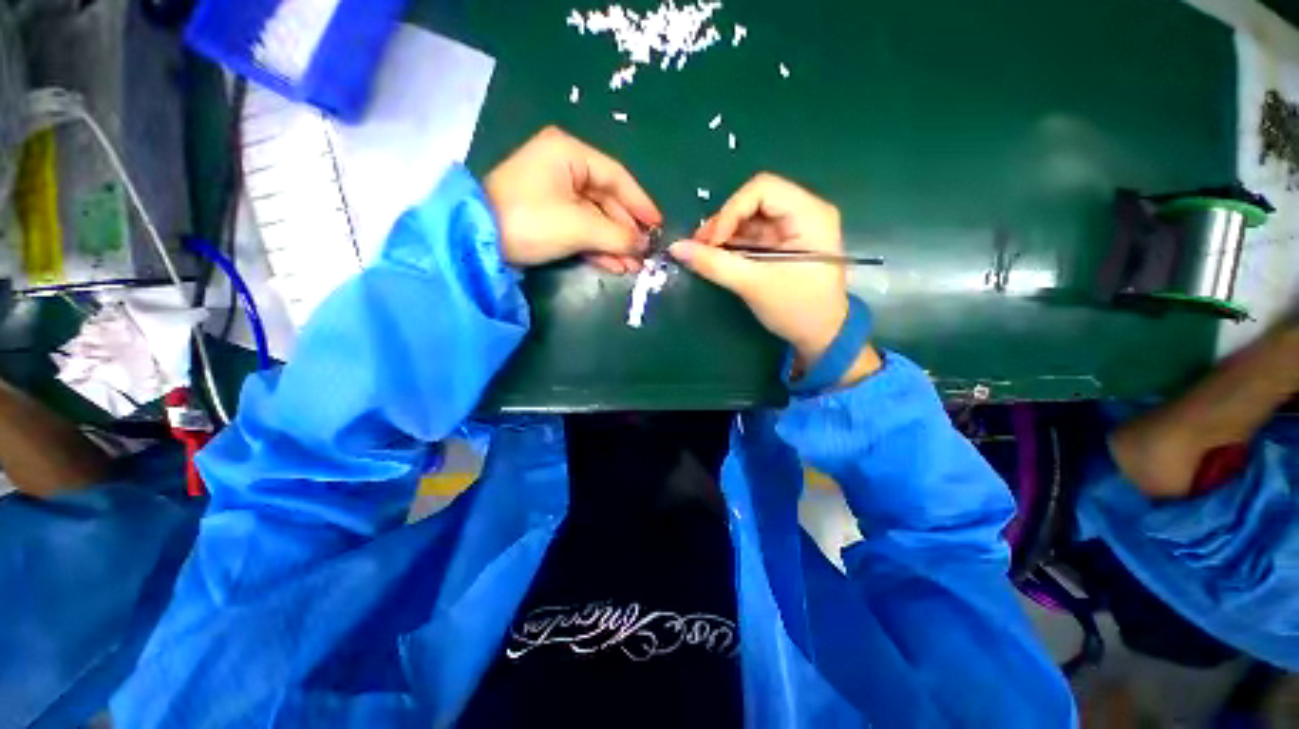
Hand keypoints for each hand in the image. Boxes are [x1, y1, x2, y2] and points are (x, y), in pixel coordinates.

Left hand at [485, 127, 660, 273]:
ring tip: (633, 266)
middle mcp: (562, 167)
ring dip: (614, 244)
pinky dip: (597, 248)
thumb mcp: (580, 227)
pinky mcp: (547, 217)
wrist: (478, 243)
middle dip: (626, 231)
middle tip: (645, 253)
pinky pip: (580, 230)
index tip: (658, 225)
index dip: (640, 203)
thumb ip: (618, 235)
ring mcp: (553, 194)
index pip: (616, 177)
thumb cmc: (532, 221)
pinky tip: (615, 265)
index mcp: (569, 154)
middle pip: (607, 200)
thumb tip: (644, 246)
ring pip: (595, 219)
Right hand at [669, 173, 880, 382]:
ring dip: (725, 233)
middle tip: (701, 247)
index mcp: (810, 215)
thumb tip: (676, 248)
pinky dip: (733, 244)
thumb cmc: (797, 309)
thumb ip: (715, 264)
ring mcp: (794, 228)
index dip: (731, 211)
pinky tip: (718, 258)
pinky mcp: (784, 243)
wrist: (822, 337)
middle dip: (725, 222)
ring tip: (705, 254)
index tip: (711, 242)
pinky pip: (753, 234)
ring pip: (750, 217)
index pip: (763, 189)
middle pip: (755, 200)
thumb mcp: (754, 285)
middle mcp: (805, 212)